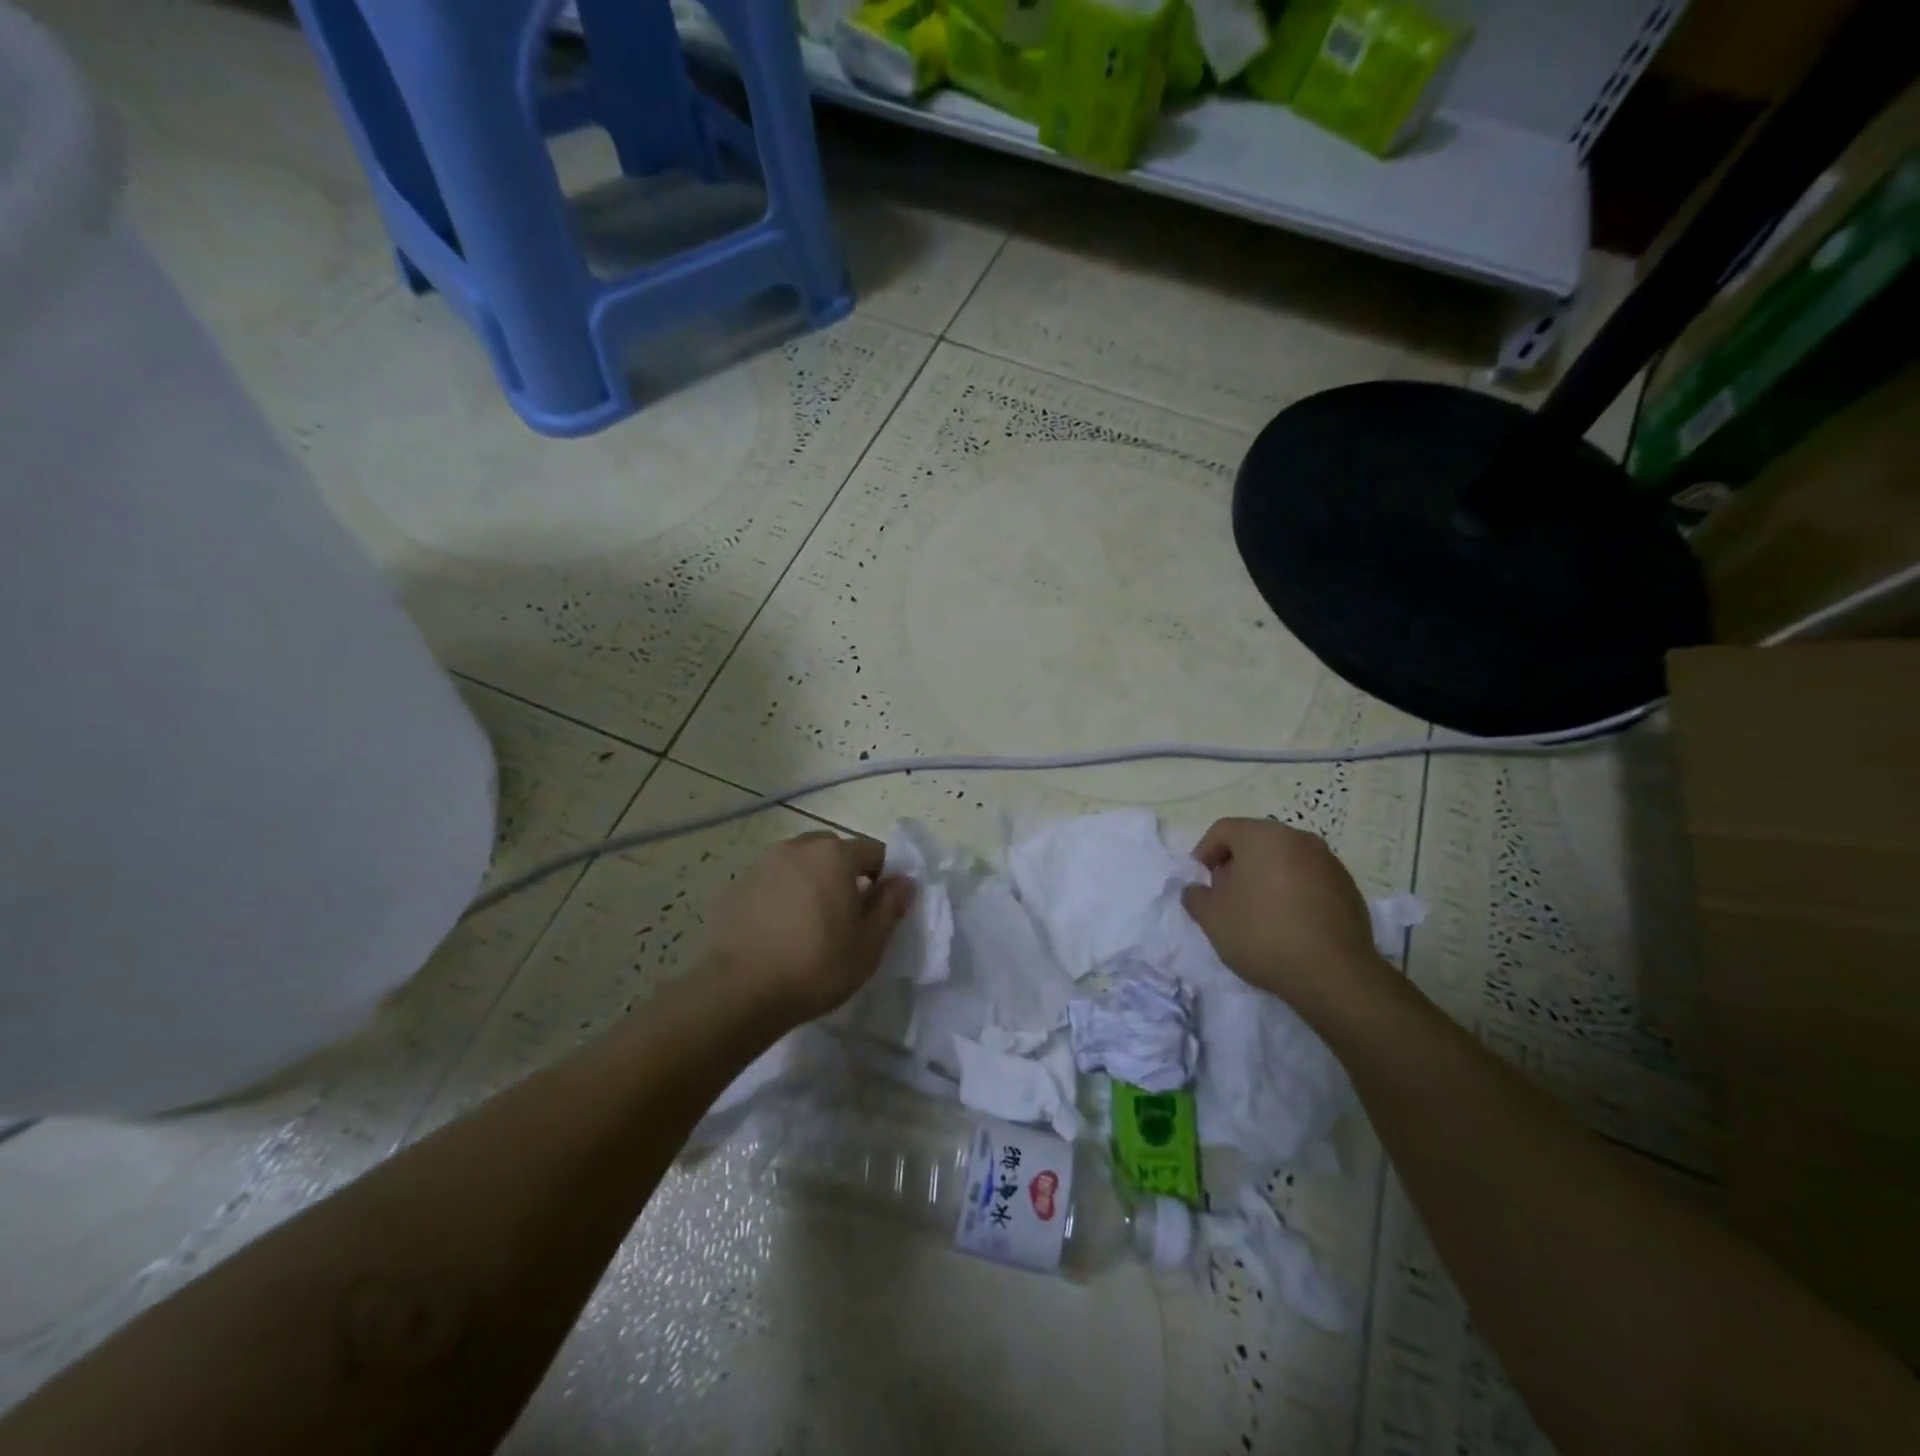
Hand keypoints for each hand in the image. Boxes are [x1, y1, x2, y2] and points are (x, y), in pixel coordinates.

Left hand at [705, 831, 914, 1021]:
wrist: (739, 991)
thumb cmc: (815, 967)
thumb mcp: (868, 945)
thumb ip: (890, 906)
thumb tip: (904, 881)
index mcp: (835, 855)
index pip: (873, 850)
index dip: (882, 876)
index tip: (877, 908)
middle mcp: (798, 848)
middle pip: (833, 850)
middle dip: (844, 874)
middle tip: (844, 915)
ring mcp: (762, 864)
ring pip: (799, 863)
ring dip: (811, 881)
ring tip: (808, 922)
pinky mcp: (736, 885)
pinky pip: (771, 881)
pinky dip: (780, 894)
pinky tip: (777, 930)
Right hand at [1181, 818, 1386, 1019]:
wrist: (1333, 974)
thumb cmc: (1263, 934)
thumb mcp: (1212, 919)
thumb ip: (1196, 897)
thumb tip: (1197, 890)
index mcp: (1263, 836)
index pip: (1223, 830)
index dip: (1205, 852)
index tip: (1201, 881)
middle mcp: (1299, 839)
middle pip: (1256, 842)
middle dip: (1237, 864)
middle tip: (1226, 895)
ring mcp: (1329, 862)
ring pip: (1285, 860)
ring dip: (1267, 877)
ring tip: (1258, 912)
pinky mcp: (1349, 888)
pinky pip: (1310, 879)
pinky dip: (1294, 891)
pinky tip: (1289, 923)